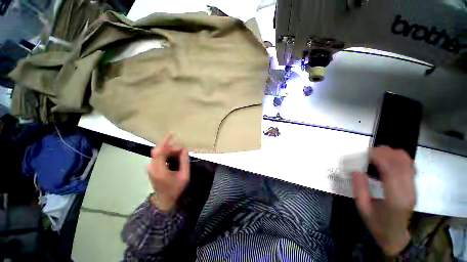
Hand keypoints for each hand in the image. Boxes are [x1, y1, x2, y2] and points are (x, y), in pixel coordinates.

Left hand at [148, 133, 189, 211]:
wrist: (164, 200)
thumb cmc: (175, 189)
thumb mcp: (184, 175)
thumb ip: (185, 161)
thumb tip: (184, 149)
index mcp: (159, 170)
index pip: (159, 151)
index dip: (165, 141)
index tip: (173, 134)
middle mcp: (152, 167)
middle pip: (160, 150)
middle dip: (171, 148)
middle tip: (182, 153)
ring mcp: (151, 167)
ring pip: (159, 152)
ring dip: (169, 151)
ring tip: (179, 156)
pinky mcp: (152, 167)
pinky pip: (159, 156)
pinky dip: (167, 154)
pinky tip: (174, 158)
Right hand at [352, 146, 415, 255]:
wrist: (395, 235)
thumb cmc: (377, 223)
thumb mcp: (363, 208)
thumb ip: (359, 189)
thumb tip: (356, 170)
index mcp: (395, 199)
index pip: (391, 171)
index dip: (378, 157)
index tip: (363, 153)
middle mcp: (408, 191)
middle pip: (401, 163)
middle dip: (384, 153)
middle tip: (367, 151)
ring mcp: (413, 188)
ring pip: (407, 163)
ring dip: (391, 154)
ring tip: (375, 152)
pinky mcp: (413, 186)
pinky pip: (409, 166)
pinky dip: (398, 158)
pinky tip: (387, 158)